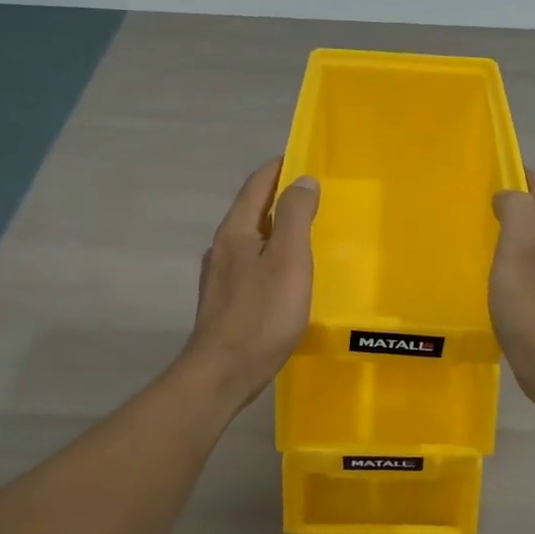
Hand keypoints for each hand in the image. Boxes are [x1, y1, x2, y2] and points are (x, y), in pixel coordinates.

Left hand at [181, 160, 319, 408]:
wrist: (222, 374)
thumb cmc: (261, 315)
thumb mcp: (288, 260)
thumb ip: (295, 216)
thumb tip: (302, 180)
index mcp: (236, 232)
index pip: (256, 185)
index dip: (279, 168)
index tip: (303, 159)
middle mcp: (223, 249)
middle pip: (252, 211)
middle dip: (280, 198)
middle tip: (313, 196)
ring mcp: (221, 278)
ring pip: (252, 240)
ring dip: (276, 229)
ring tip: (305, 233)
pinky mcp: (226, 303)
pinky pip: (252, 266)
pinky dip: (272, 257)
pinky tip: (287, 276)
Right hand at [489, 171, 534, 399]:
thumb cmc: (534, 308)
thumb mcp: (519, 250)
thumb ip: (517, 211)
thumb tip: (508, 194)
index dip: (513, 174)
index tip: (480, 174)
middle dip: (509, 203)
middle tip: (471, 204)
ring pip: (534, 240)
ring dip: (509, 232)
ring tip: (477, 234)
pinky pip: (531, 265)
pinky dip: (511, 259)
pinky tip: (492, 272)